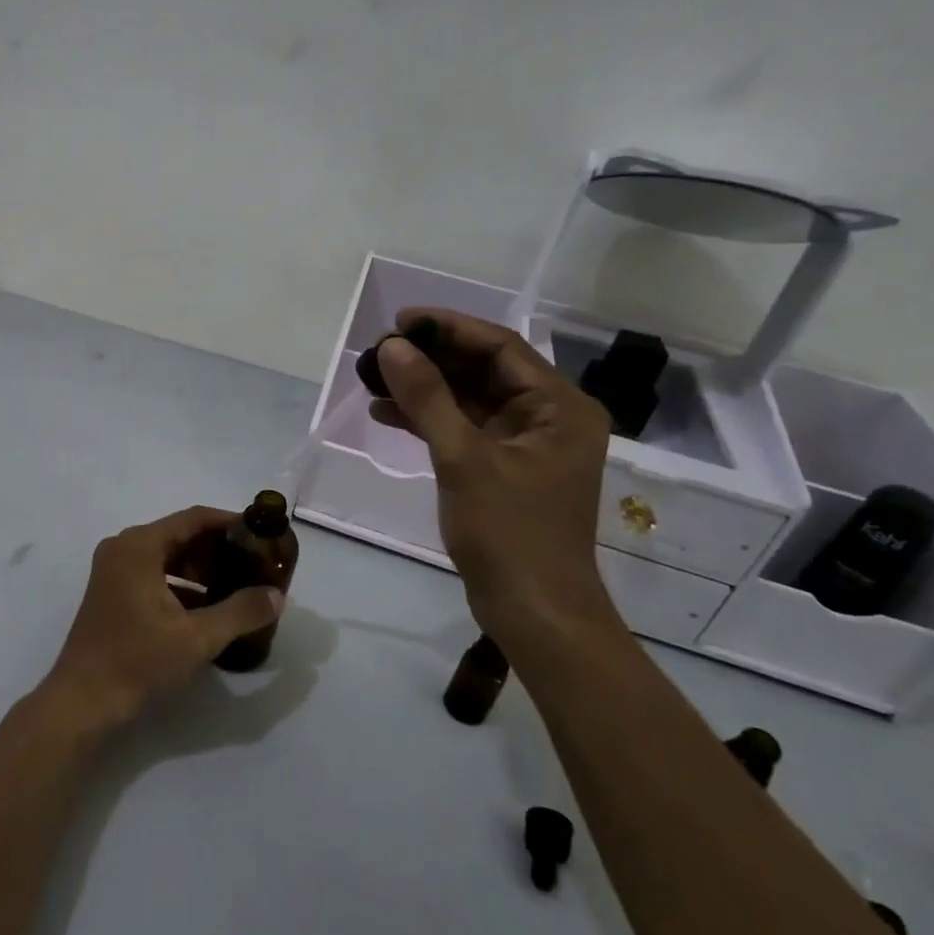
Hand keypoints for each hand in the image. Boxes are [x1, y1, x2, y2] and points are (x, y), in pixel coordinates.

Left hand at [42, 507, 283, 730]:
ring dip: (201, 570)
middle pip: (180, 535)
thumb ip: (240, 612)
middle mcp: (124, 548)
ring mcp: (114, 570)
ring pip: (168, 557)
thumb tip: (277, 596)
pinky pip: (155, 575)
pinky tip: (209, 608)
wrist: (82, 701)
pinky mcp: (112, 592)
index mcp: (140, 545)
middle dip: (218, 550)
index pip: (194, 519)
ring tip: (239, 587)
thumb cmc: (137, 660)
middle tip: (255, 565)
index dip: (230, 524)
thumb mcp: (196, 637)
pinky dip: (182, 585)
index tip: (261, 535)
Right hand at [374, 309, 619, 646]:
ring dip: (425, 389)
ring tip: (374, 378)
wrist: (534, 614)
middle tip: (379, 351)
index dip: (449, 328)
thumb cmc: (509, 534)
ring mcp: (525, 446)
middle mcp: (548, 418)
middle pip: (484, 370)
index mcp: (559, 407)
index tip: (399, 321)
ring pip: (470, 400)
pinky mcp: (503, 469)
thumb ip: (427, 398)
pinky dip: (429, 421)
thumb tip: (391, 347)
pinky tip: (386, 414)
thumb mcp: (464, 459)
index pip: (501, 347)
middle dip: (431, 359)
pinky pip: (464, 430)